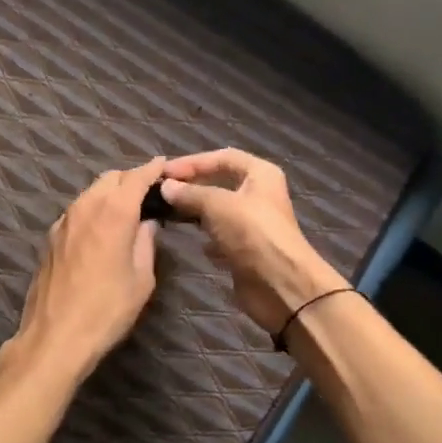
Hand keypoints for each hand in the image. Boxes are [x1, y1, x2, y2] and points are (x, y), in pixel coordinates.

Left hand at [12, 158, 165, 378]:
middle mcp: (85, 207)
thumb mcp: (142, 279)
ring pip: (90, 193)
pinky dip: (93, 209)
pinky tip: (101, 230)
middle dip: (131, 179)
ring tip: (127, 210)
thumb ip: (146, 243)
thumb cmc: (107, 310)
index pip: (136, 177)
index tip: (164, 165)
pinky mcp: (50, 238)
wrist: (54, 337)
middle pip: (110, 178)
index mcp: (113, 213)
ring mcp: (63, 221)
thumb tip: (147, 223)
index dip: (152, 169)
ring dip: (110, 193)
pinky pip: (77, 211)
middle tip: (149, 193)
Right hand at [159, 149, 346, 335]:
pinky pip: (221, 236)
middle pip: (220, 183)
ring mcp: (253, 223)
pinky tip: (194, 242)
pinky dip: (207, 238)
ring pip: (218, 210)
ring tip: (169, 213)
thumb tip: (165, 187)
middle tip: (162, 191)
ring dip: (196, 211)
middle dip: (192, 186)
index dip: (192, 162)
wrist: (279, 284)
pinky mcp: (247, 249)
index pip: (222, 157)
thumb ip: (189, 193)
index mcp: (260, 174)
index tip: (164, 172)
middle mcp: (259, 195)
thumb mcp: (217, 205)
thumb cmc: (252, 233)